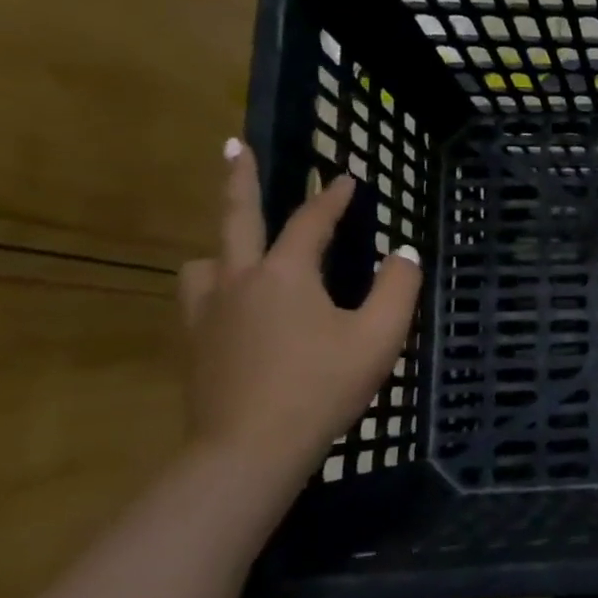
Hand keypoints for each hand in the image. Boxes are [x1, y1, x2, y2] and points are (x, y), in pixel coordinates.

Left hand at [178, 140, 422, 466]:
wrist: (249, 451)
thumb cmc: (321, 387)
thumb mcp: (378, 337)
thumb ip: (398, 288)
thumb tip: (404, 252)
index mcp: (285, 274)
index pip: (311, 221)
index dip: (332, 197)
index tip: (347, 176)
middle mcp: (239, 282)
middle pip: (236, 218)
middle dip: (239, 179)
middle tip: (234, 146)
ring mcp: (207, 314)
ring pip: (206, 263)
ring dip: (224, 247)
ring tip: (239, 252)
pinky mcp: (193, 346)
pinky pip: (198, 300)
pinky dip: (215, 289)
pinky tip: (232, 308)